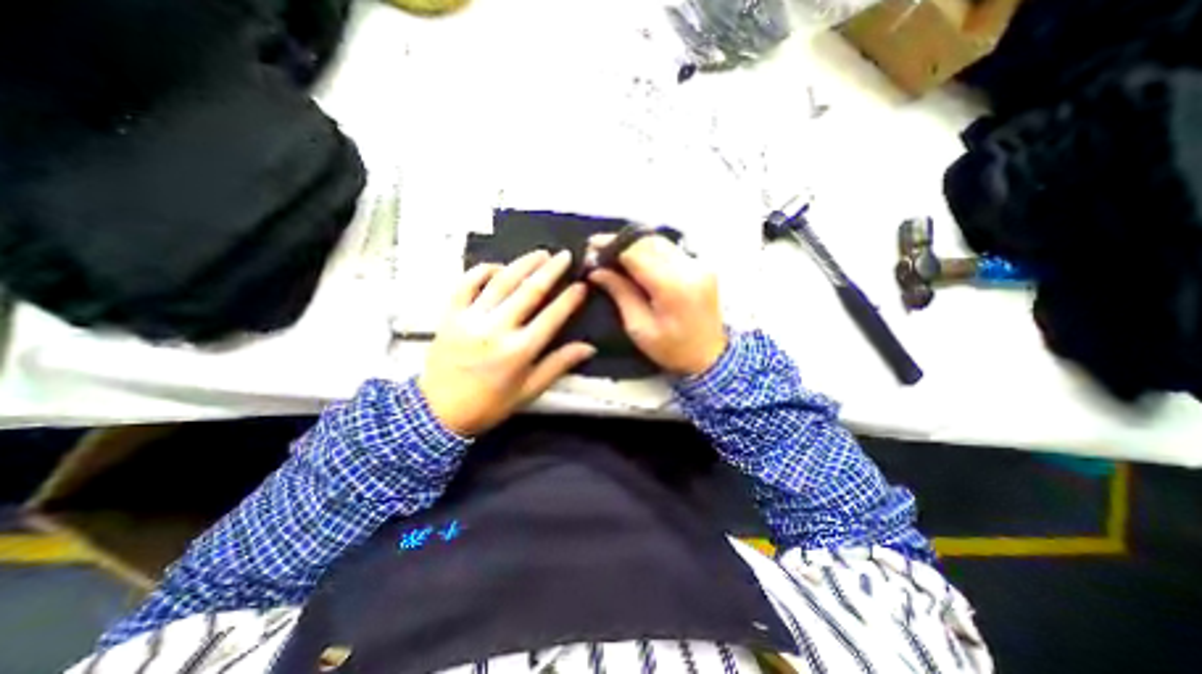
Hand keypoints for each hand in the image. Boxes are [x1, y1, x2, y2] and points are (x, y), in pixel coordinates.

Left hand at [419, 250, 594, 435]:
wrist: (438, 414)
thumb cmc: (490, 404)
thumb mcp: (529, 390)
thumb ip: (559, 365)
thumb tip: (588, 347)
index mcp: (519, 351)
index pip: (552, 316)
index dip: (570, 298)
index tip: (581, 285)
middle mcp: (497, 329)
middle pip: (530, 291)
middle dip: (551, 270)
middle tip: (565, 256)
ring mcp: (470, 319)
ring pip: (501, 282)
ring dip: (523, 264)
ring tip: (540, 253)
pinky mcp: (450, 315)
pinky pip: (466, 284)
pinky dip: (482, 271)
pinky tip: (498, 267)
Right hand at [591, 235, 728, 375]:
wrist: (710, 356)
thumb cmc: (672, 349)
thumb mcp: (639, 327)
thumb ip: (620, 293)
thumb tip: (597, 271)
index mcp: (672, 287)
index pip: (637, 253)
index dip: (611, 246)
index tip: (591, 246)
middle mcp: (689, 268)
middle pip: (648, 242)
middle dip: (621, 242)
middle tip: (599, 249)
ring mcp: (699, 265)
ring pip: (660, 241)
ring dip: (635, 243)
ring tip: (614, 253)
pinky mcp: (702, 266)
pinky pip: (671, 249)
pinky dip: (650, 249)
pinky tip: (636, 258)